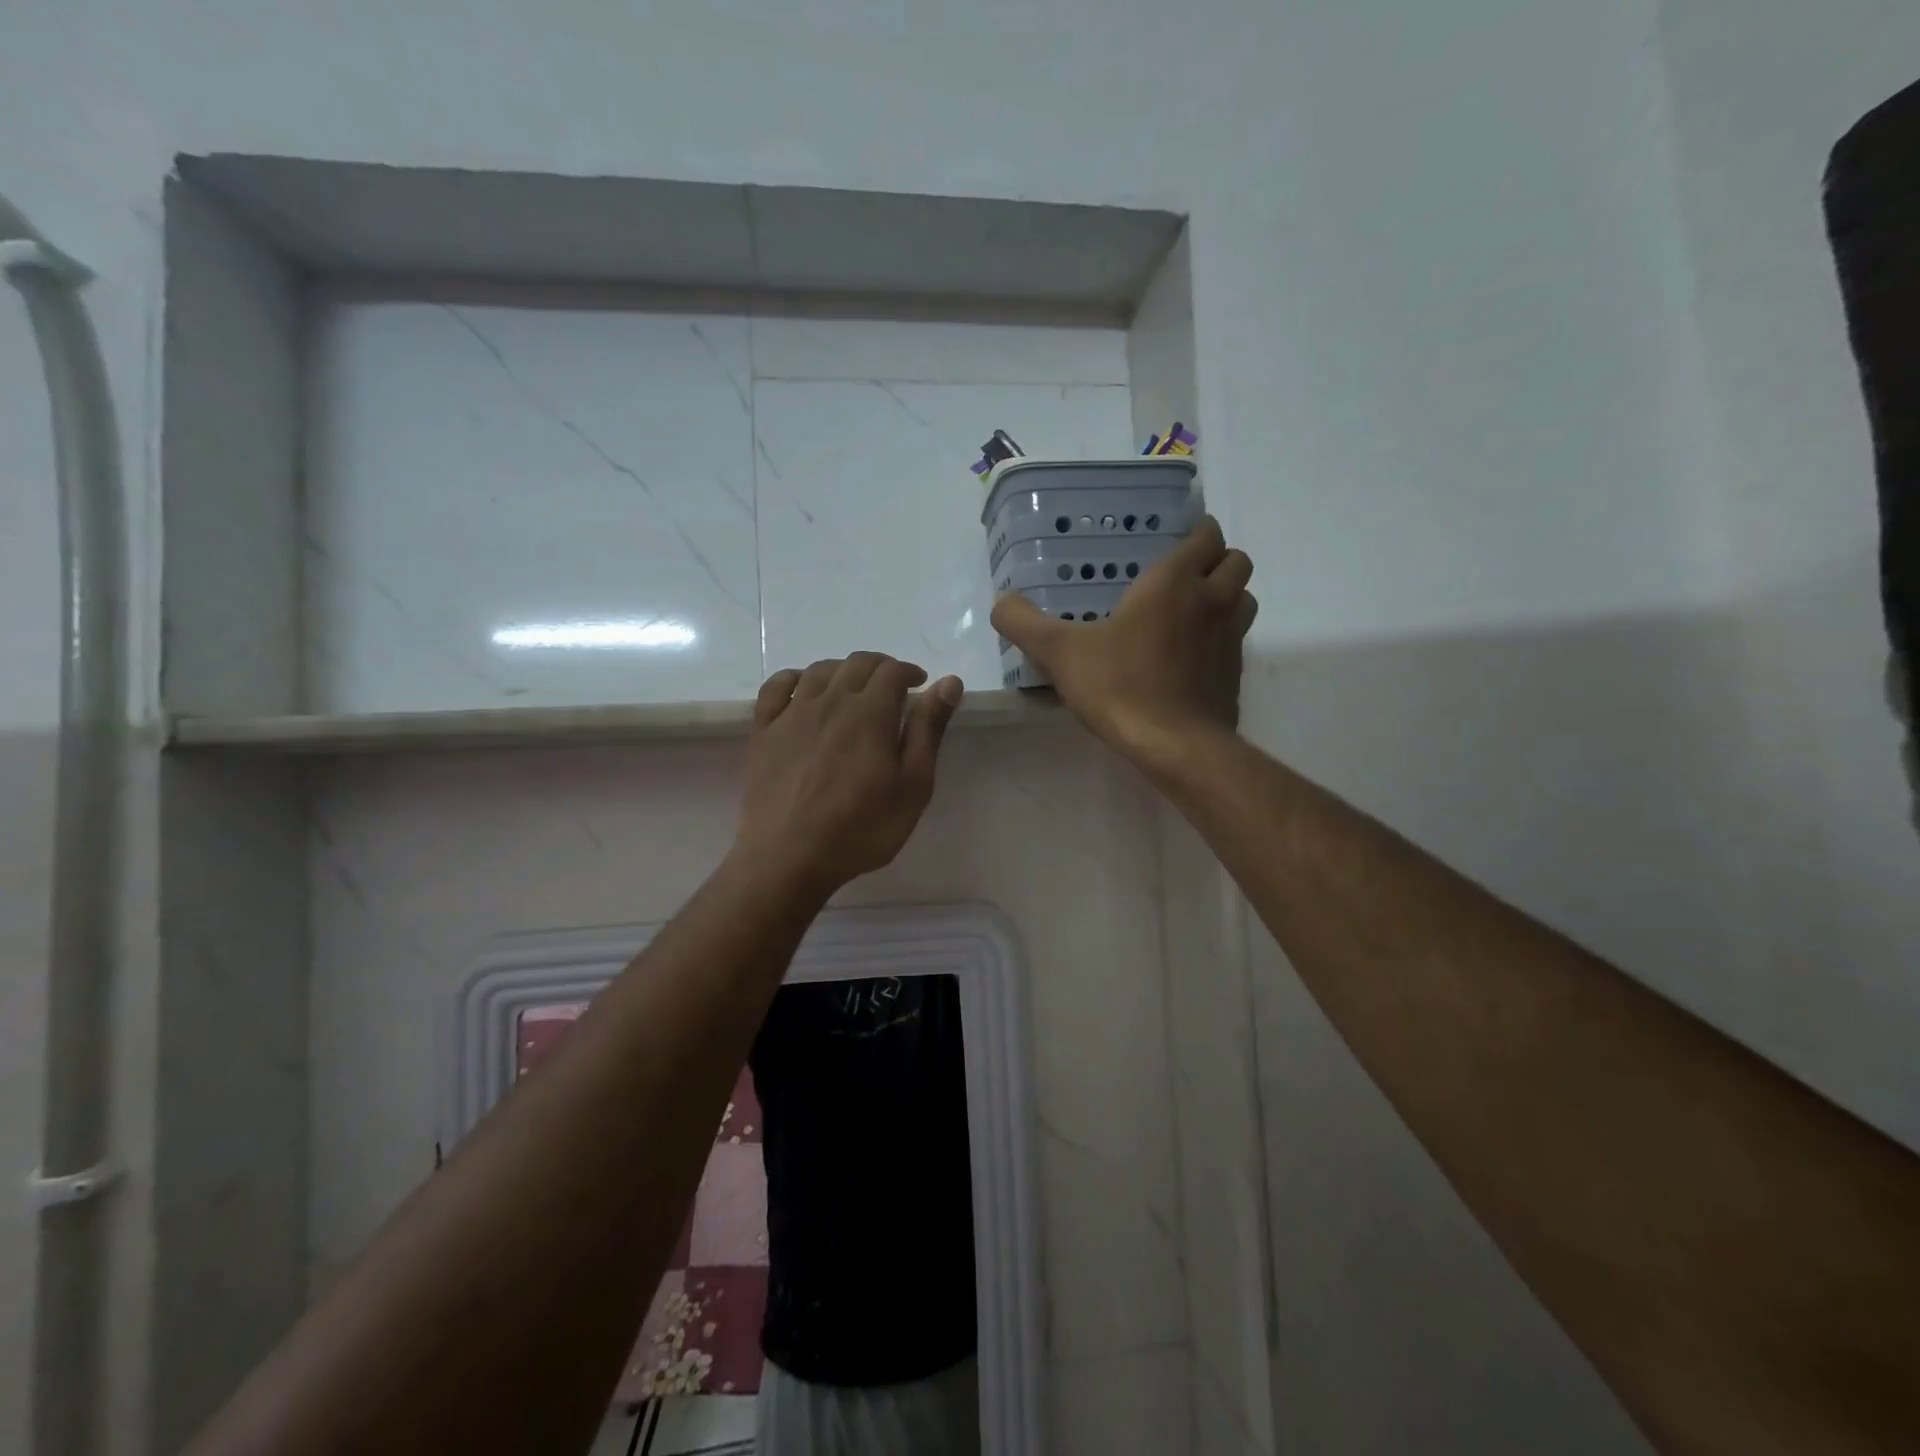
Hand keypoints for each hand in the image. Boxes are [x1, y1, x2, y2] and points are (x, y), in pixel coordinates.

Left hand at [735, 654, 963, 896]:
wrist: (789, 856)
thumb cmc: (862, 827)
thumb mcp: (913, 785)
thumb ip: (929, 730)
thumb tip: (949, 683)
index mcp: (870, 712)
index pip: (892, 671)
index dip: (909, 672)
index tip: (920, 685)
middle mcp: (830, 700)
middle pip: (857, 663)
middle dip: (880, 667)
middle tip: (892, 687)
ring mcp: (793, 713)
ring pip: (819, 670)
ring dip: (843, 669)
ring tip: (854, 688)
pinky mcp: (764, 731)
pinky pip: (776, 687)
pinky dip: (795, 678)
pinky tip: (804, 689)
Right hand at [992, 515, 1254, 766]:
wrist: (1174, 745)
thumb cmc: (1120, 686)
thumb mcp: (1059, 652)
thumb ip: (1024, 623)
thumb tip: (1001, 602)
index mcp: (1174, 582)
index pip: (1207, 535)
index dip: (1197, 532)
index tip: (1175, 539)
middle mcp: (1212, 602)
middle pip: (1237, 561)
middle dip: (1216, 561)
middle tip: (1182, 575)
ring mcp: (1230, 640)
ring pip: (1244, 600)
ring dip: (1226, 597)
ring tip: (1190, 612)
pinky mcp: (1235, 675)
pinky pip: (1236, 642)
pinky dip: (1221, 639)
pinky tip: (1189, 658)